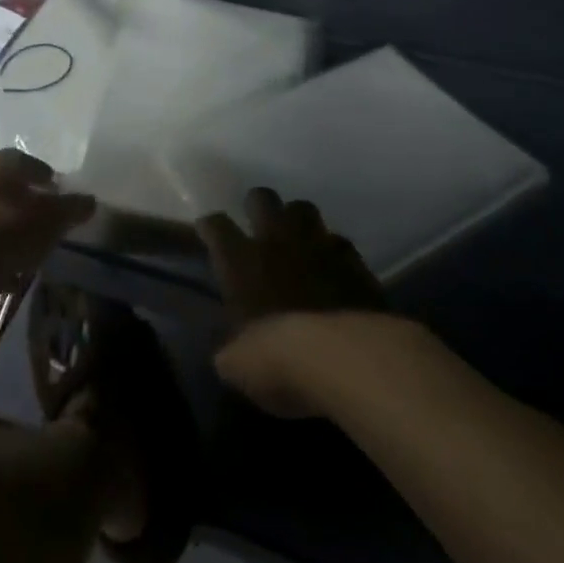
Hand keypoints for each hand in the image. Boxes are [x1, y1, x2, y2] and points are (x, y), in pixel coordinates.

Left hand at [0, 149, 93, 311]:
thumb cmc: (2, 231)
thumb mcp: (47, 220)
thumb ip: (70, 208)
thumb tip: (90, 200)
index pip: (22, 160)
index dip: (41, 172)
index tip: (56, 187)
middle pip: (5, 187)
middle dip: (26, 199)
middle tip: (46, 214)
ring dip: (11, 227)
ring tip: (32, 244)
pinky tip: (12, 270)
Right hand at [197, 189, 385, 417]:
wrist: (345, 357)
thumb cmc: (277, 359)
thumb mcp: (237, 365)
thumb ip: (232, 348)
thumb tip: (233, 352)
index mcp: (240, 260)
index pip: (216, 225)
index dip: (210, 226)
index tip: (208, 231)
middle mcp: (277, 241)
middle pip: (262, 198)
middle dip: (257, 205)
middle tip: (257, 222)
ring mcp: (319, 246)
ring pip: (304, 208)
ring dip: (298, 220)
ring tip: (297, 238)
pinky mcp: (355, 262)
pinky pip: (340, 242)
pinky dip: (333, 251)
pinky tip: (334, 266)